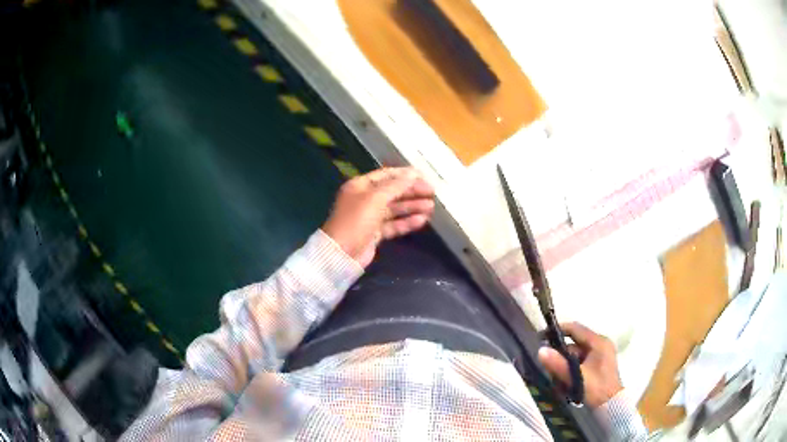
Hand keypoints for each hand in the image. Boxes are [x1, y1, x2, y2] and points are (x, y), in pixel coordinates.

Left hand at [322, 167, 434, 267]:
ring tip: (431, 207)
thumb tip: (412, 175)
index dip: (405, 175)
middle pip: (392, 191)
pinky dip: (407, 222)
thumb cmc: (356, 221)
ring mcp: (370, 217)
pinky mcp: (375, 233)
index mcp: (360, 186)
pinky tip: (422, 220)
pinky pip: (394, 224)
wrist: (342, 254)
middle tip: (432, 192)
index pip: (386, 175)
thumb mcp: (375, 198)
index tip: (424, 176)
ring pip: (395, 209)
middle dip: (412, 191)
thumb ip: (395, 186)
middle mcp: (365, 199)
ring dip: (412, 206)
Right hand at [537, 322, 622, 407]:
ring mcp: (600, 356)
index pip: (575, 329)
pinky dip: (571, 372)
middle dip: (560, 357)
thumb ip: (558, 364)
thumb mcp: (576, 377)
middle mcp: (600, 345)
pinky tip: (566, 385)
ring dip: (564, 368)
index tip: (541, 338)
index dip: (557, 331)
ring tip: (558, 383)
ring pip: (575, 357)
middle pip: (573, 345)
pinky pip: (580, 364)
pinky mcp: (598, 366)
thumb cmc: (596, 389)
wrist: (611, 406)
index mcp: (598, 342)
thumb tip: (540, 350)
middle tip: (548, 369)